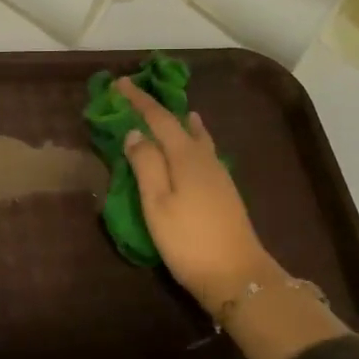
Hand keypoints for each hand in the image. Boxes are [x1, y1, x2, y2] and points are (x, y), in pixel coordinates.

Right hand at [115, 77, 281, 316]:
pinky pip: (205, 151)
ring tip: (177, 114)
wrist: (238, 276)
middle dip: (160, 109)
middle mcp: (205, 158)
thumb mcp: (157, 203)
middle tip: (140, 98)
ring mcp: (219, 175)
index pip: (159, 119)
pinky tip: (196, 146)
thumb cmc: (189, 240)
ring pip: (198, 138)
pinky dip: (194, 139)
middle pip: (181, 124)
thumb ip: (146, 164)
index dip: (139, 100)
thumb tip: (135, 132)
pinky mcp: (224, 192)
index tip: (121, 82)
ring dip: (182, 123)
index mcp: (186, 157)